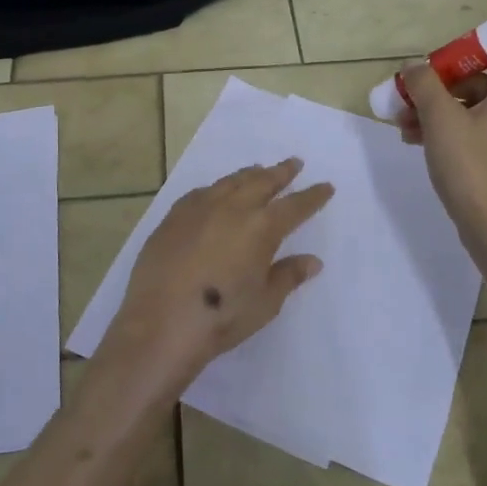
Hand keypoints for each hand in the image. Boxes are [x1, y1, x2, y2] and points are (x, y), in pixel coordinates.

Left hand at [104, 158, 333, 390]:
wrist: (161, 322)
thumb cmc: (222, 316)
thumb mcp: (265, 302)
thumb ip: (288, 276)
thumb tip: (312, 261)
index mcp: (262, 227)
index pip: (295, 206)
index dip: (312, 196)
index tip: (325, 186)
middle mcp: (232, 208)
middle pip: (262, 182)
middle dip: (281, 172)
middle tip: (293, 163)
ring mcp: (199, 209)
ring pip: (230, 182)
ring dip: (249, 174)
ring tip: (259, 170)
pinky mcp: (173, 217)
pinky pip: (201, 193)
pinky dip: (216, 188)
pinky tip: (216, 193)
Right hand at [398, 49, 486, 243]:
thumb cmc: (472, 167)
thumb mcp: (441, 120)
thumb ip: (425, 85)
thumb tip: (414, 65)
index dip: (476, 49)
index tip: (443, 59)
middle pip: (483, 82)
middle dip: (443, 85)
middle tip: (412, 94)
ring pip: (474, 111)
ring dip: (439, 111)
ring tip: (403, 124)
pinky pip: (475, 135)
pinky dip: (448, 132)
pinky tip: (416, 142)